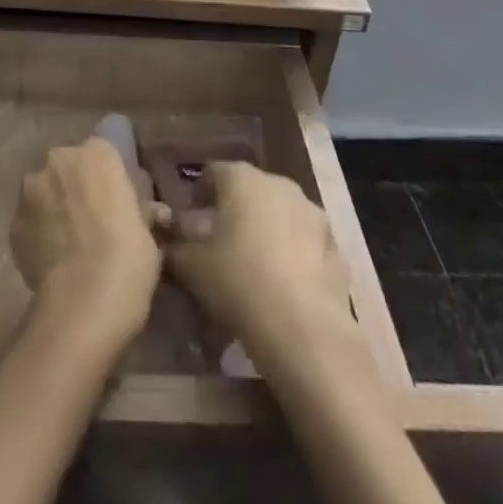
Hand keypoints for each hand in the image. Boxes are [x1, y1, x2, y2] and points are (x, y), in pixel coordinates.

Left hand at [12, 138, 162, 346]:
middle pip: (69, 167)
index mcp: (98, 153)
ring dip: (54, 206)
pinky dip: (39, 232)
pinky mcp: (13, 221)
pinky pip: (30, 220)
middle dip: (77, 187)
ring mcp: (31, 189)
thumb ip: (142, 212)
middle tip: (93, 221)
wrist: (82, 303)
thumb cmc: (127, 260)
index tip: (117, 203)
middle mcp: (60, 160)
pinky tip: (53, 258)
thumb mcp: (148, 234)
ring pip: (45, 191)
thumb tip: (153, 213)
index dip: (109, 179)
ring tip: (69, 242)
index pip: (103, 154)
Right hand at [165, 163, 352, 353]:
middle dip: (233, 211)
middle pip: (249, 191)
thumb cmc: (239, 283)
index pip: (212, 172)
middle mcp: (279, 184)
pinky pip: (305, 243)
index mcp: (242, 179)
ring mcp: (313, 214)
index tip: (187, 220)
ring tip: (252, 265)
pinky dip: (292, 255)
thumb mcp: (191, 267)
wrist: (305, 330)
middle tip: (217, 242)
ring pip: (280, 215)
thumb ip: (174, 248)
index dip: (198, 193)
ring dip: (265, 231)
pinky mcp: (335, 247)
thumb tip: (167, 243)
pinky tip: (282, 285)